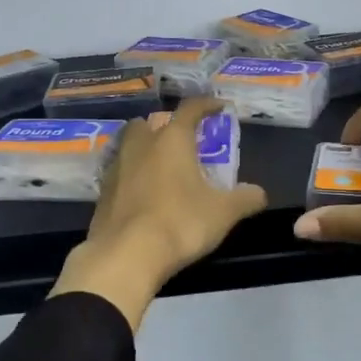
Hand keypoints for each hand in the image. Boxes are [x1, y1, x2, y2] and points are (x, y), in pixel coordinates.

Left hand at [50, 98, 267, 328]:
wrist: (125, 255)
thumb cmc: (180, 223)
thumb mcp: (223, 213)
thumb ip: (244, 199)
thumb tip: (259, 193)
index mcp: (172, 140)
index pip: (190, 109)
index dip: (206, 104)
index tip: (218, 107)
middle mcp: (141, 145)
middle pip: (149, 123)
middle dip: (165, 126)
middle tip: (182, 142)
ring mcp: (116, 168)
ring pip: (129, 146)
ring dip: (144, 149)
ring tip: (161, 167)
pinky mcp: (102, 193)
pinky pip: (119, 173)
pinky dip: (132, 176)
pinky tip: (143, 194)